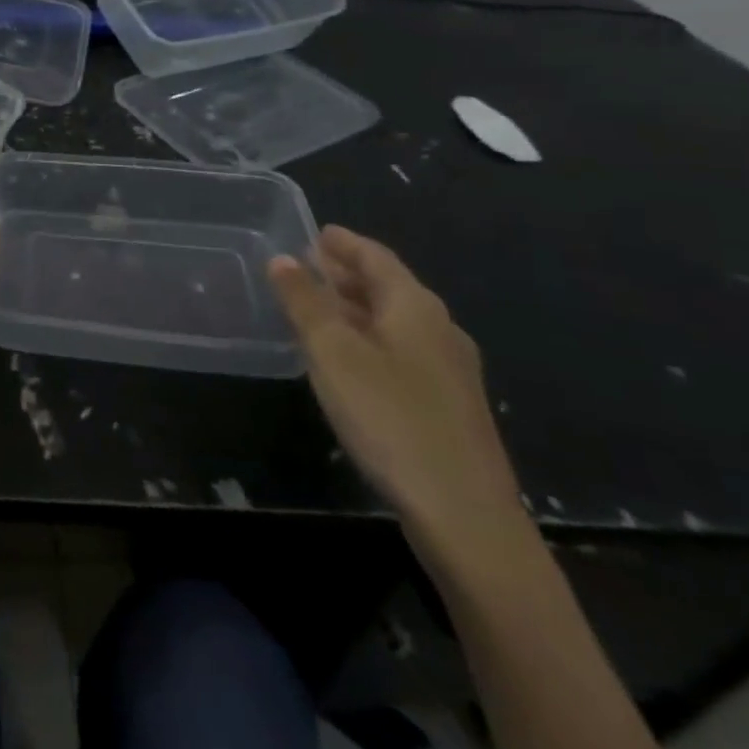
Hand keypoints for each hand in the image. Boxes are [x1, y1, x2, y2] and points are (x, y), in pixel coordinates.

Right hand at [271, 227, 522, 547]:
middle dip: (349, 273)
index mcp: (415, 307)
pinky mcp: (450, 406)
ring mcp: (451, 371)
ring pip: (396, 321)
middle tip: (310, 264)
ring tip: (322, 306)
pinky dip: (371, 337)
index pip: (376, 257)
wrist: (465, 516)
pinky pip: (403, 350)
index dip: (344, 243)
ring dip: (358, 307)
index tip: (317, 232)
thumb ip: (305, 302)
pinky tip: (351, 358)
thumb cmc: (390, 418)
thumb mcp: (332, 353)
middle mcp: (439, 330)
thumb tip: (283, 259)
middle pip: (390, 287)